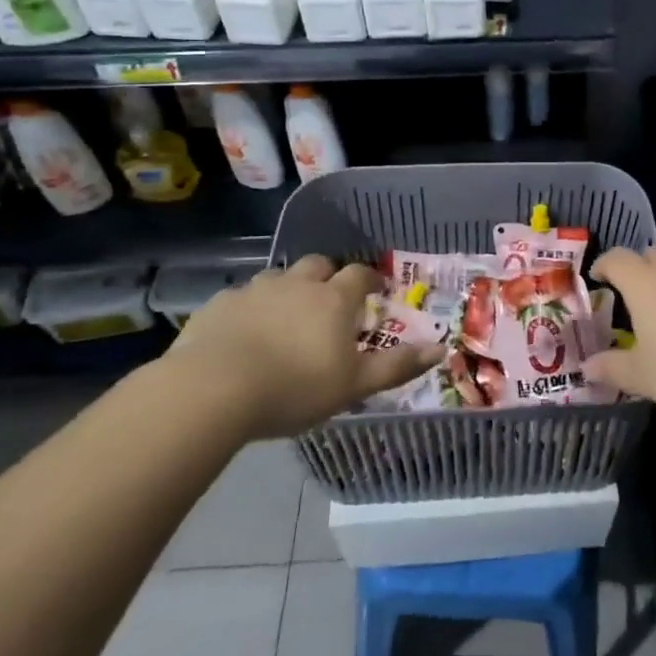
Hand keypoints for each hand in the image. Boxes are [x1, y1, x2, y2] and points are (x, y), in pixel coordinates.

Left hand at [165, 255, 441, 439]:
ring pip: (278, 277)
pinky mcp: (220, 304)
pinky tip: (243, 332)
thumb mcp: (354, 385)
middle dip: (327, 276)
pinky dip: (249, 307)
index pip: (360, 275)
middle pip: (319, 265)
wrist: (214, 389)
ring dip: (287, 289)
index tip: (374, 291)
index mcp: (334, 299)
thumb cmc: (294, 388)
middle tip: (329, 300)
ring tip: (285, 316)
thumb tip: (441, 347)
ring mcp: (256, 290)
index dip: (369, 280)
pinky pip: (241, 297)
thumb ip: (397, 366)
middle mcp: (297, 284)